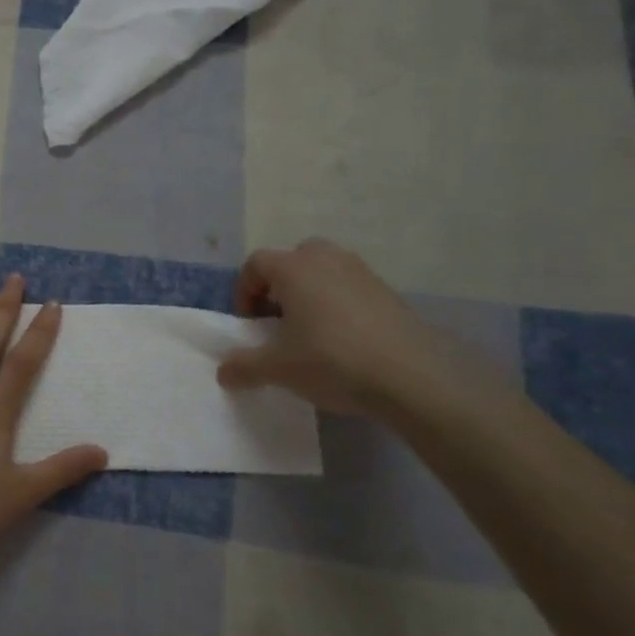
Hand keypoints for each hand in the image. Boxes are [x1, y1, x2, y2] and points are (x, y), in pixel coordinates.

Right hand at [214, 240, 448, 415]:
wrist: (411, 376)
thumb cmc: (332, 361)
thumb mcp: (278, 369)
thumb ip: (244, 367)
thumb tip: (223, 373)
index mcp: (293, 268)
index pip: (255, 264)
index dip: (243, 292)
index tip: (248, 324)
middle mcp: (326, 259)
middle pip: (292, 260)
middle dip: (279, 286)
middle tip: (277, 321)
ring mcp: (361, 272)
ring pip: (323, 272)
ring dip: (309, 294)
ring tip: (309, 332)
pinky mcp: (388, 292)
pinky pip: (349, 288)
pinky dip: (338, 305)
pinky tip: (342, 341)